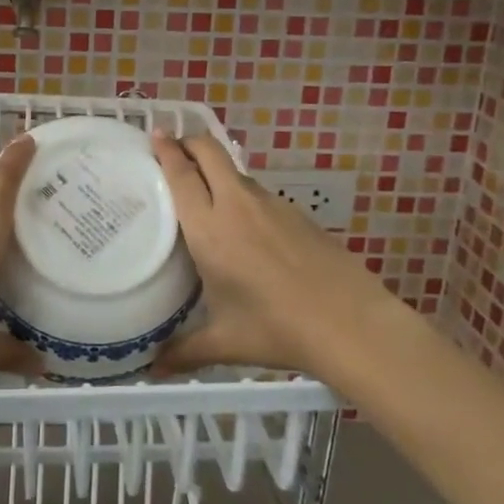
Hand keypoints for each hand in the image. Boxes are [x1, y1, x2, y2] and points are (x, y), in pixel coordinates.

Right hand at [150, 132, 399, 376]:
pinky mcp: (297, 212)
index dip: (166, 149)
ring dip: (216, 170)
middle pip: (210, 152)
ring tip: (204, 191)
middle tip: (174, 148)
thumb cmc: (276, 328)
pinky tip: (245, 225)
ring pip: (235, 171)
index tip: (155, 134)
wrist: (350, 322)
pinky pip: (259, 193)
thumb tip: (153, 369)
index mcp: (210, 228)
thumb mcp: (225, 341)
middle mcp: (237, 205)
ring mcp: (271, 204)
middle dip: (190, 142)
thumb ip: (184, 351)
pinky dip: (242, 194)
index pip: (182, 174)